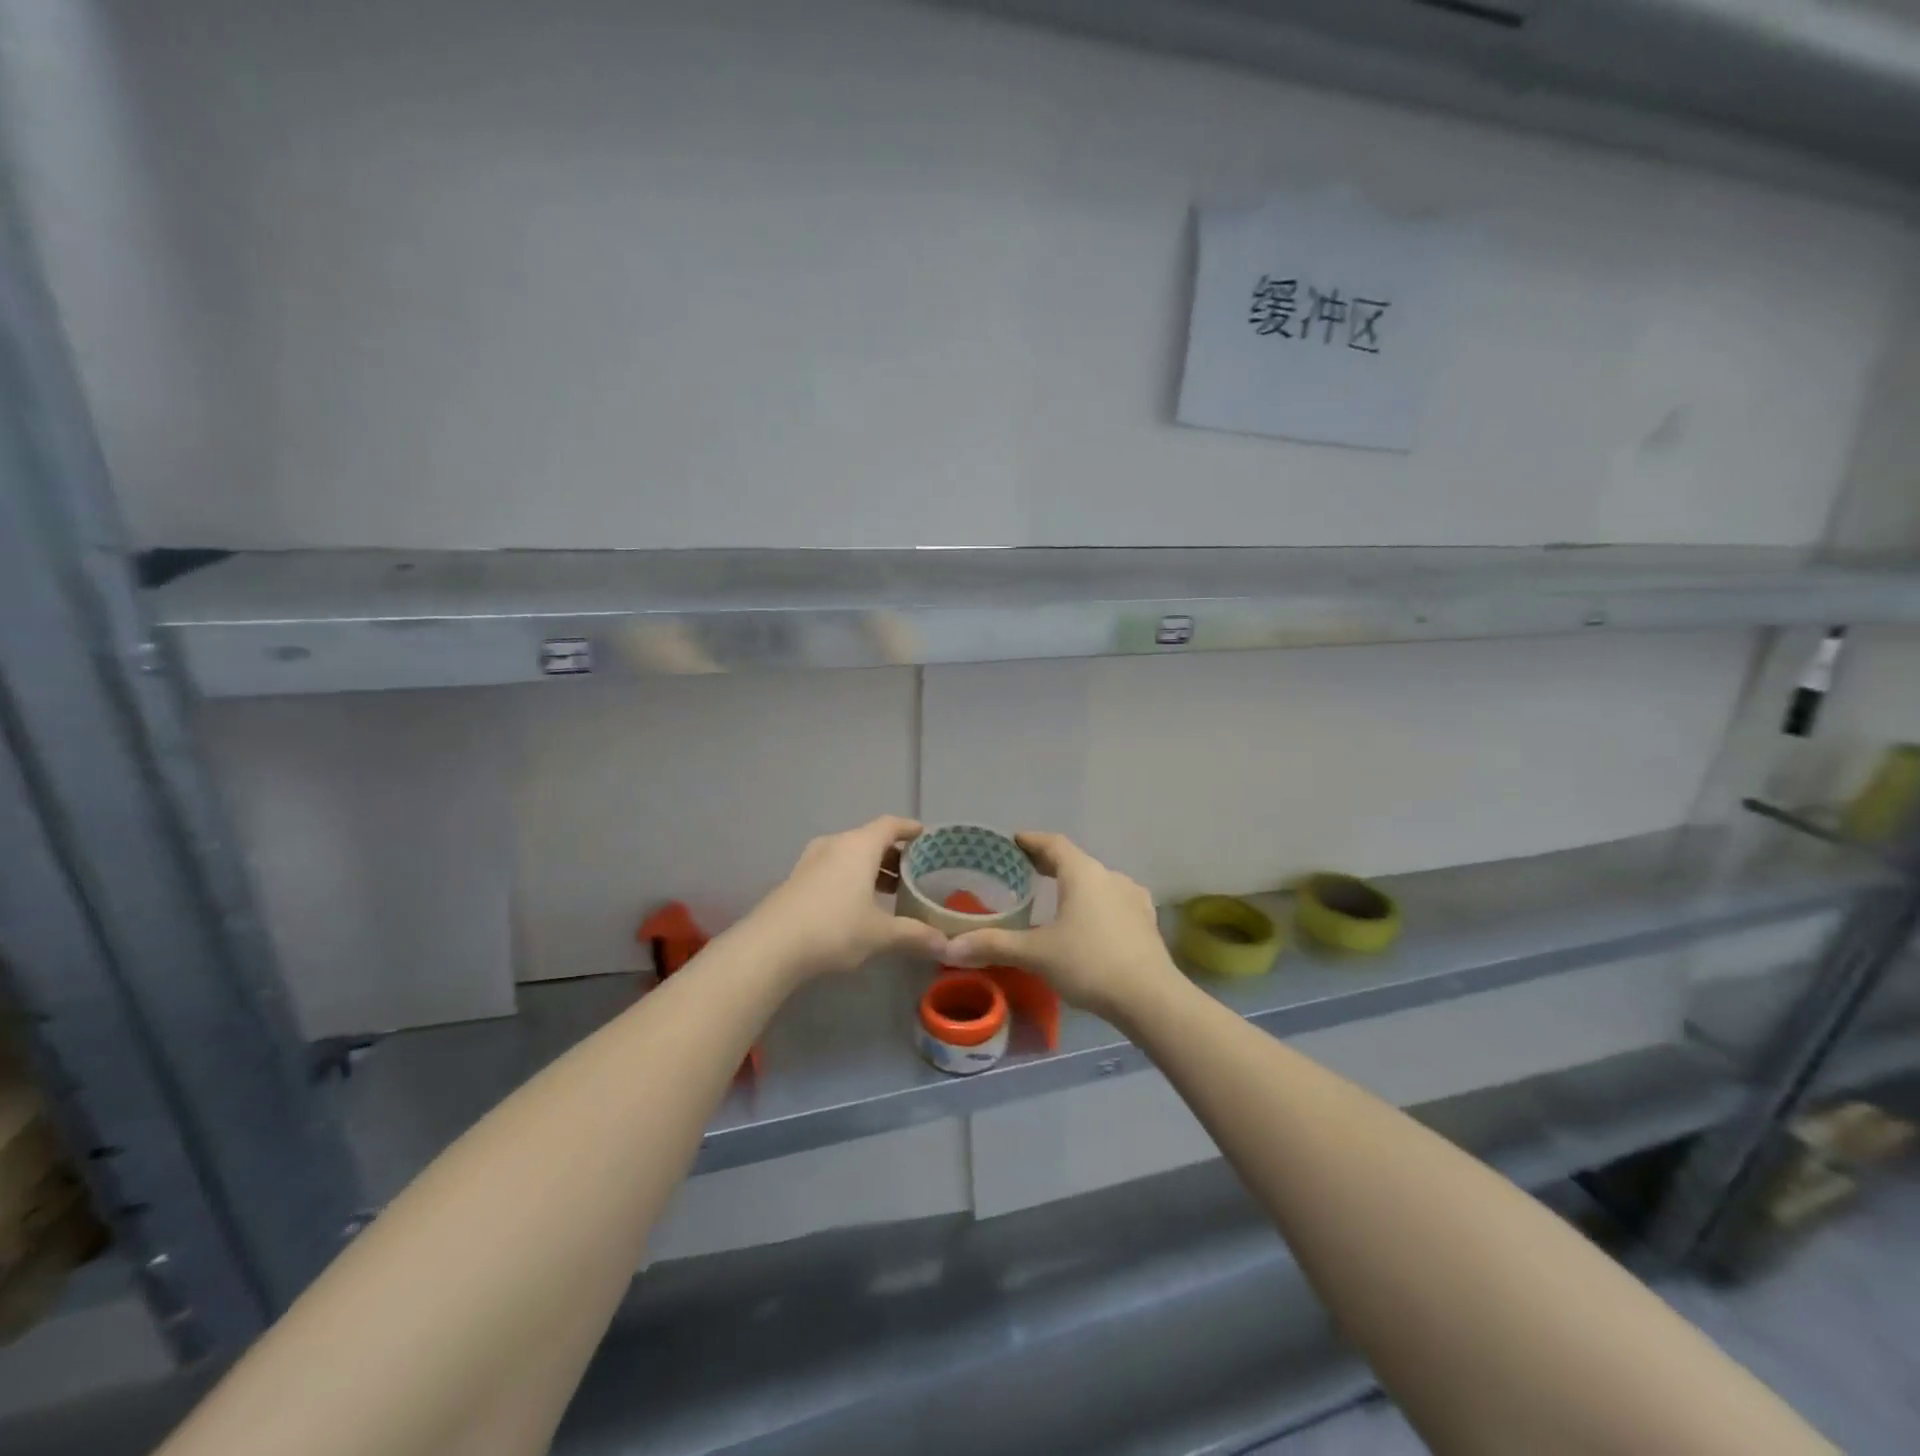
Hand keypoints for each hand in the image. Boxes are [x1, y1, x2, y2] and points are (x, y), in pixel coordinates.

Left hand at [741, 816, 949, 983]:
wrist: (771, 945)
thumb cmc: (834, 928)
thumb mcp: (880, 934)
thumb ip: (914, 935)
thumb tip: (946, 945)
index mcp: (859, 846)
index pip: (890, 825)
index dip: (910, 829)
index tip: (926, 836)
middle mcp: (835, 844)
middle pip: (870, 839)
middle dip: (893, 854)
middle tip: (913, 872)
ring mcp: (812, 860)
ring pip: (850, 854)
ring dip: (871, 868)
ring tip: (889, 891)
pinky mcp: (797, 879)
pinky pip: (833, 868)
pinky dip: (851, 877)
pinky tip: (857, 903)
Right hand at [943, 831, 1179, 1020]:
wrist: (1150, 998)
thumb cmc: (1090, 964)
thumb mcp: (1036, 954)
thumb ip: (994, 946)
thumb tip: (949, 947)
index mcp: (1083, 873)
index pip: (1053, 844)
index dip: (1031, 841)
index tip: (1013, 841)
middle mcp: (1110, 877)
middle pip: (1075, 861)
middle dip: (1050, 863)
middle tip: (1025, 869)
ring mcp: (1133, 898)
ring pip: (1097, 882)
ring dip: (1075, 884)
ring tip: (1055, 898)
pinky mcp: (1145, 922)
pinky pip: (1113, 902)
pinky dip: (1094, 904)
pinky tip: (1089, 923)